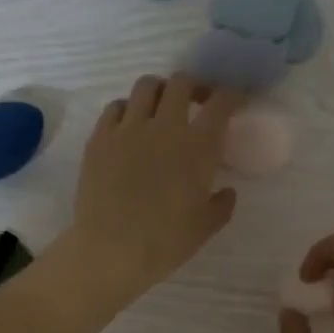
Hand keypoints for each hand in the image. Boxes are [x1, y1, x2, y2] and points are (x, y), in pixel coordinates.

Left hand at [65, 73, 243, 309]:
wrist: (110, 250)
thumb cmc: (164, 242)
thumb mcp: (205, 227)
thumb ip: (221, 204)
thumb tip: (227, 191)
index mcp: (197, 146)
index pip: (221, 103)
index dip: (232, 96)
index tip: (234, 103)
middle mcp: (164, 126)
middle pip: (182, 82)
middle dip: (194, 87)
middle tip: (197, 103)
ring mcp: (127, 129)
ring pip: (146, 86)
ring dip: (159, 91)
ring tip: (160, 109)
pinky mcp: (99, 138)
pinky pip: (114, 107)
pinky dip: (127, 109)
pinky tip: (128, 125)